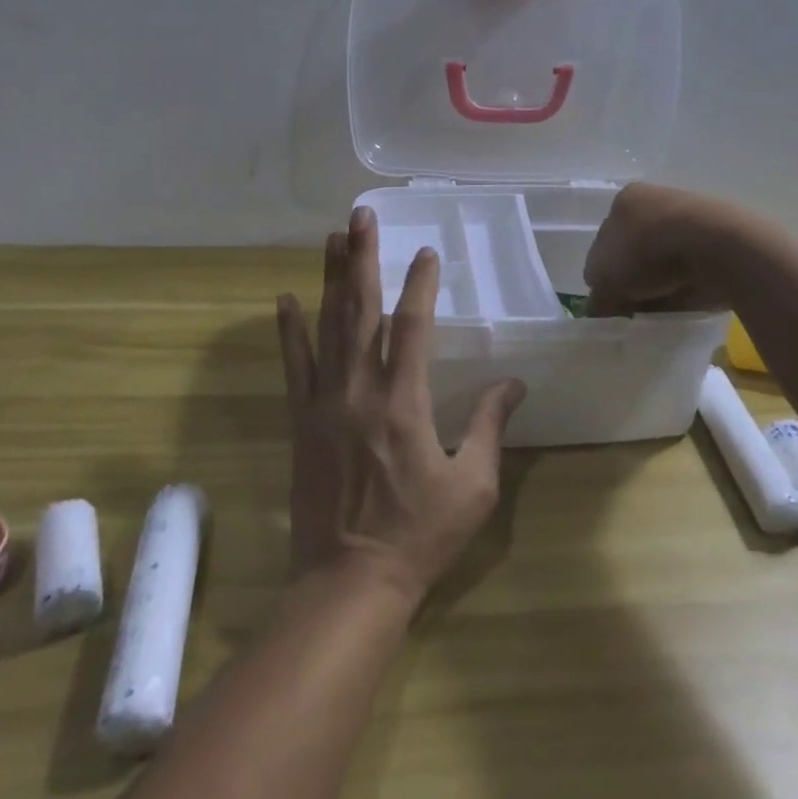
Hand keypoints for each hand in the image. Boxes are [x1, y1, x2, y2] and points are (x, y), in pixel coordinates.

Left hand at [275, 206, 525, 605]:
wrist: (349, 582)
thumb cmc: (420, 535)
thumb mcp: (472, 486)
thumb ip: (490, 426)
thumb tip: (514, 383)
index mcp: (403, 402)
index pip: (412, 326)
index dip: (420, 284)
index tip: (426, 251)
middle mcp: (359, 390)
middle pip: (360, 310)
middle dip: (361, 258)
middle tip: (361, 216)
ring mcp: (323, 403)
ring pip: (325, 327)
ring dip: (328, 279)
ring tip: (330, 238)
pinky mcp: (300, 421)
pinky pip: (293, 366)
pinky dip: (288, 331)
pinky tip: (283, 299)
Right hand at [583, 182, 746, 316]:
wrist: (718, 247)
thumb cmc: (649, 251)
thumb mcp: (605, 279)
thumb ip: (597, 295)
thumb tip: (598, 308)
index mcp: (626, 201)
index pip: (604, 240)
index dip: (603, 273)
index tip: (609, 300)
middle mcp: (656, 202)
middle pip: (634, 251)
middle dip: (632, 280)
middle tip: (631, 308)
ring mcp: (690, 219)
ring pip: (663, 262)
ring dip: (659, 285)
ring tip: (658, 310)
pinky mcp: (718, 240)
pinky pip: (691, 271)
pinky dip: (684, 288)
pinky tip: (683, 303)